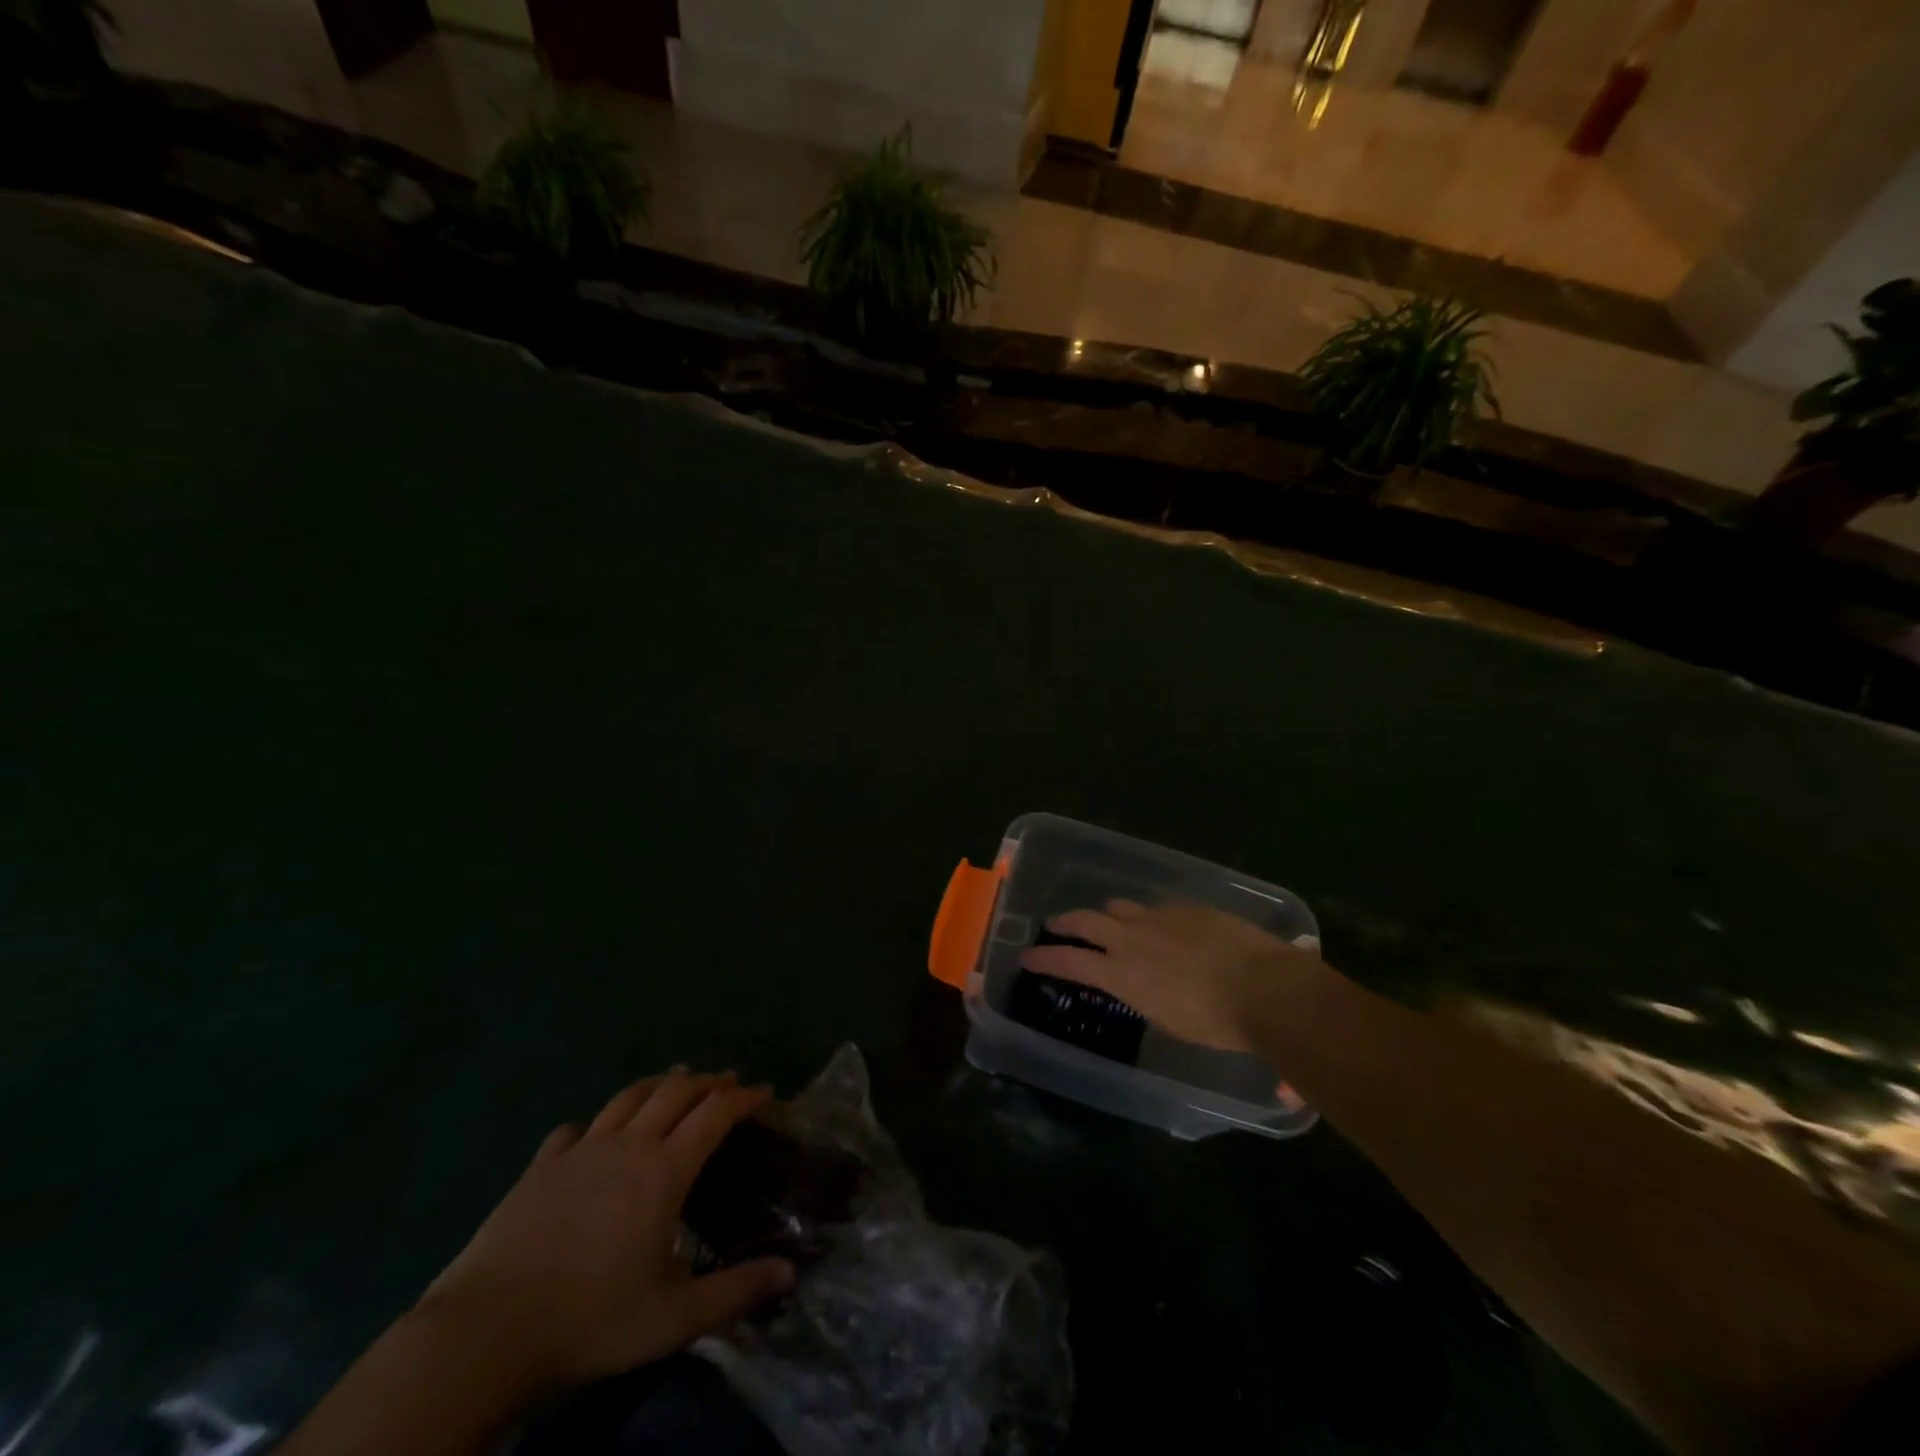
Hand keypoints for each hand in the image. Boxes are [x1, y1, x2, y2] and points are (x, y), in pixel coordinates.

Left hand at [418, 1070, 795, 1399]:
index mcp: (665, 1170)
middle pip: (676, 1091)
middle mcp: (628, 1145)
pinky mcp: (540, 1166)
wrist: (485, 1333)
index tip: (766, 1092)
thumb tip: (789, 1272)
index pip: (715, 1113)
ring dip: (659, 1084)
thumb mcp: (674, 1318)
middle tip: (728, 1081)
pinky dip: (597, 1122)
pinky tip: (595, 1133)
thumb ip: (736, 1292)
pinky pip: (576, 1129)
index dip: (745, 1097)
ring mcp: (580, 1150)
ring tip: (675, 1081)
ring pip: (628, 1097)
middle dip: (707, 1081)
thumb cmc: (590, 1320)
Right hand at [1018, 900, 1324, 1050]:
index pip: (1069, 961)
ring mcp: (1159, 916)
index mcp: (1122, 973)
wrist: (1265, 986)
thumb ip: (1146, 1000)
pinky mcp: (1188, 906)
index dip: (1044, 958)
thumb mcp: (1170, 1021)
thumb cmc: (1217, 1022)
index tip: (1026, 956)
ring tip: (1113, 924)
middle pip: (1085, 920)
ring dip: (1109, 916)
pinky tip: (1167, 930)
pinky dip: (1151, 919)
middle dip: (1066, 923)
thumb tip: (1144, 991)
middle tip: (1056, 926)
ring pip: (1120, 907)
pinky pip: (1158, 908)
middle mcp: (1132, 937)